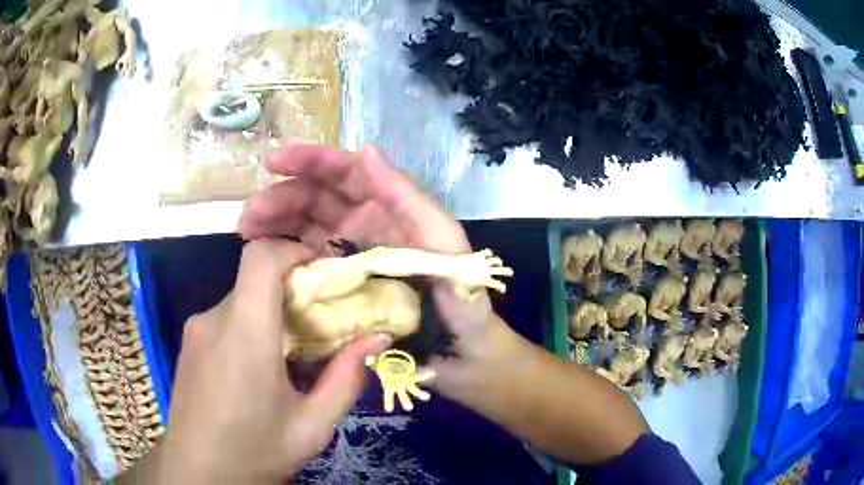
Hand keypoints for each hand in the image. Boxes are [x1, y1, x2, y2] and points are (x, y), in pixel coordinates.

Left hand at [157, 240, 391, 482]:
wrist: (200, 473)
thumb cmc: (256, 451)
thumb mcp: (312, 425)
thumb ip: (346, 378)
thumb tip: (378, 339)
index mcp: (244, 334)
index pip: (261, 257)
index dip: (293, 250)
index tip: (322, 271)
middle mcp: (214, 319)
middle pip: (255, 278)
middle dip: (292, 287)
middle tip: (320, 320)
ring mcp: (196, 329)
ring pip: (241, 299)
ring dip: (270, 311)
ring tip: (291, 352)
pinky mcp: (189, 342)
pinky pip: (225, 318)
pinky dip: (249, 325)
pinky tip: (258, 367)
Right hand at [238, 145, 507, 386]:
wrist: (463, 352)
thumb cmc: (461, 296)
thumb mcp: (441, 241)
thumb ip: (406, 197)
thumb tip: (364, 150)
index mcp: (389, 207)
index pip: (344, 173)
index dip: (310, 162)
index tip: (273, 161)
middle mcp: (365, 225)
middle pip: (315, 200)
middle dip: (280, 198)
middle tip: (248, 214)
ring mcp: (349, 256)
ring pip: (304, 228)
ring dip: (274, 224)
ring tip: (246, 230)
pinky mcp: (341, 287)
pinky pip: (306, 264)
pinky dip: (283, 256)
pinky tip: (263, 258)